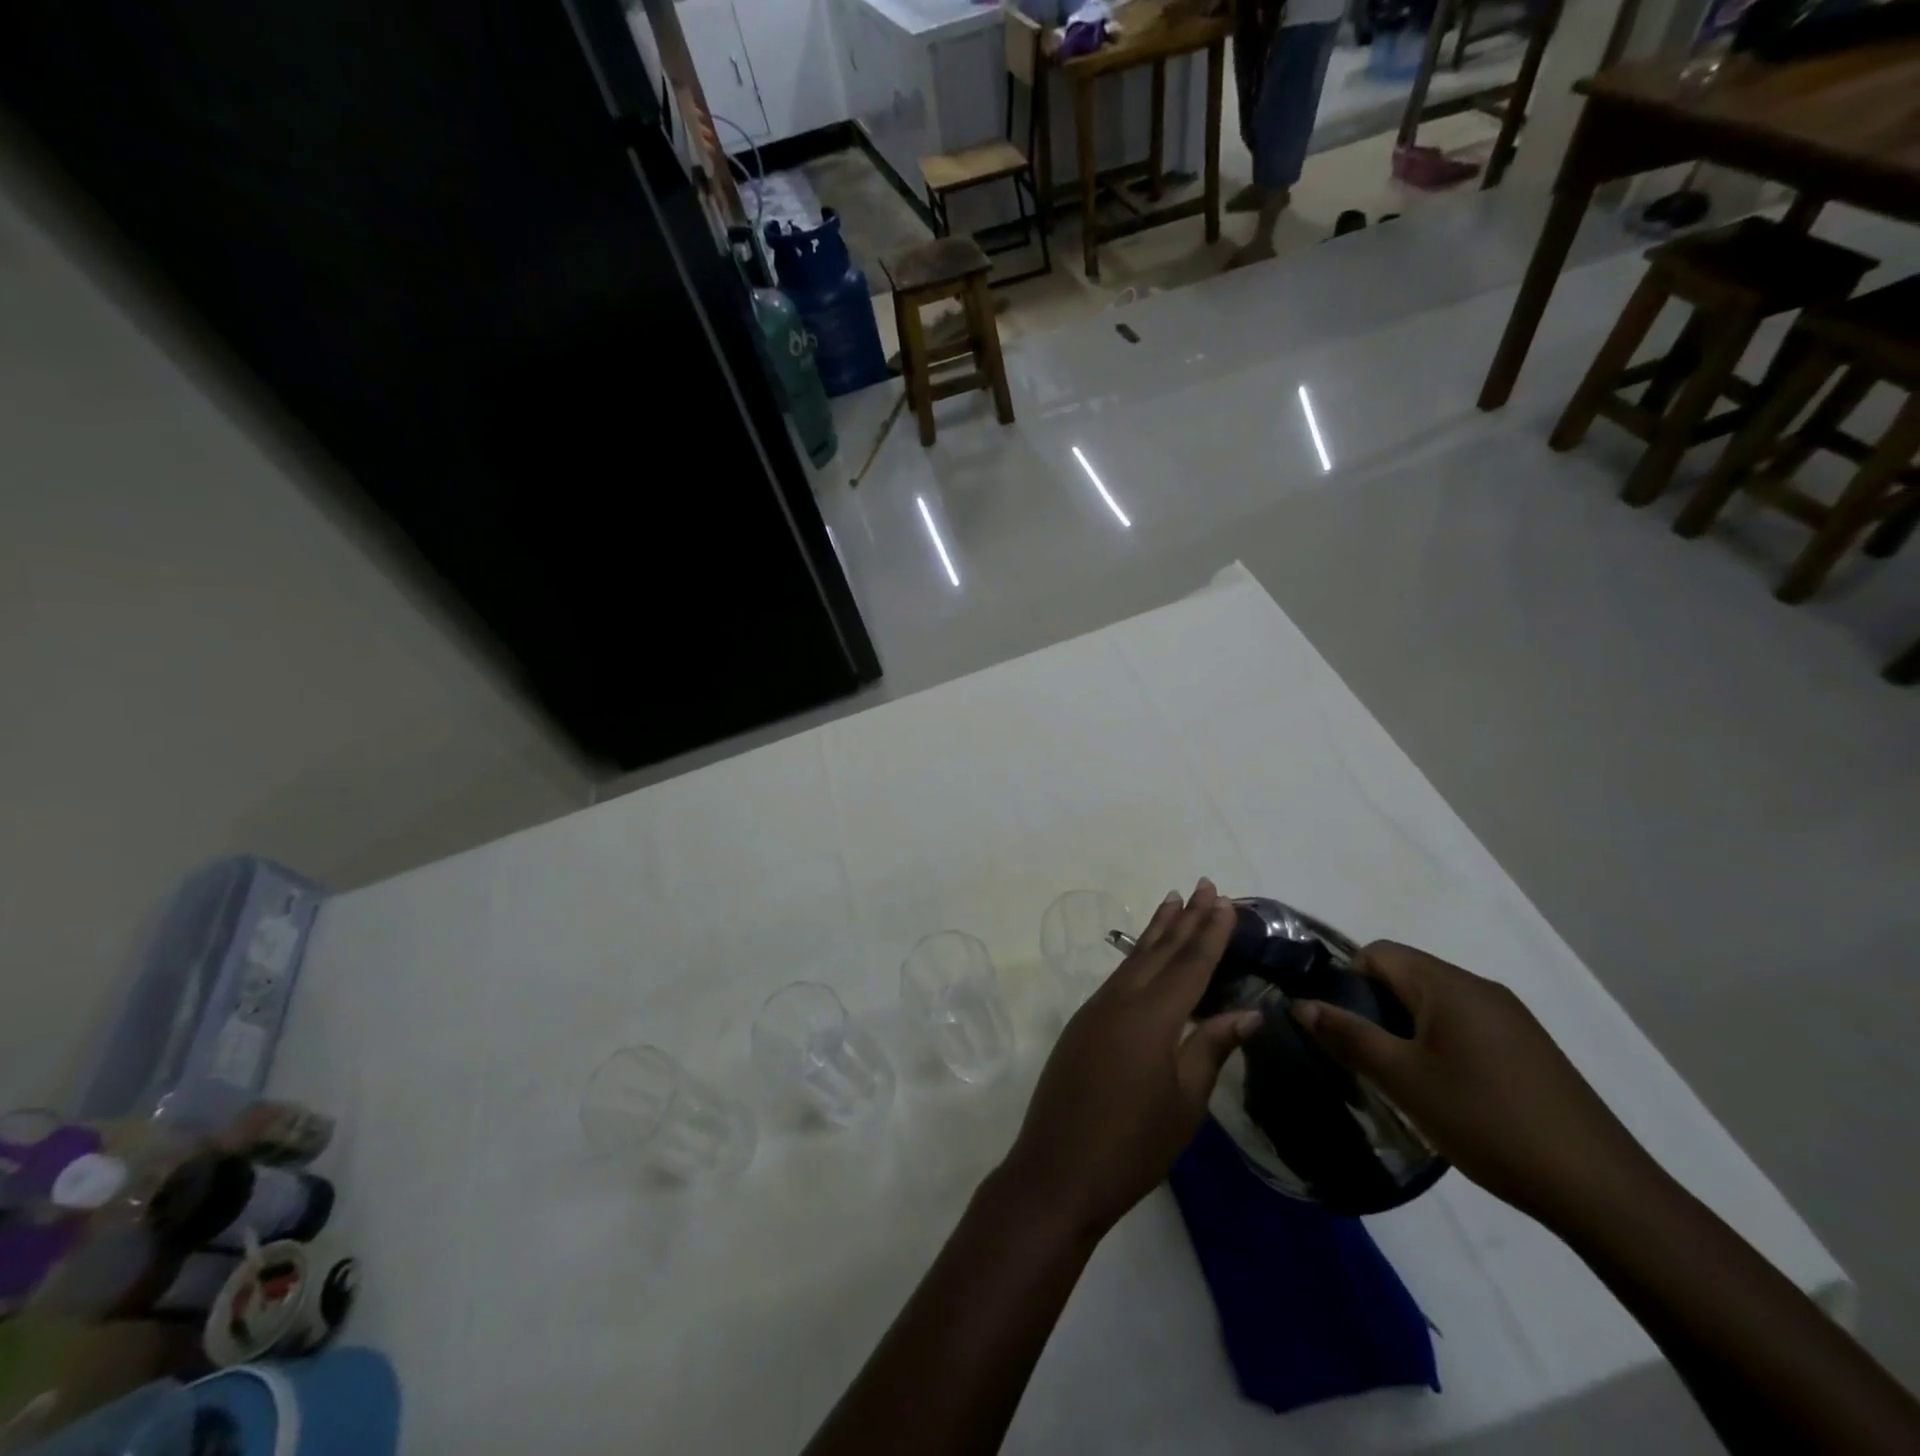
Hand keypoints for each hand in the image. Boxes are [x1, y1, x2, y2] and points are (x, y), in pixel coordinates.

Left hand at [998, 880, 1262, 1240]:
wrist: (1058, 1170)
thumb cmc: (1132, 1145)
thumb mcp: (1184, 1103)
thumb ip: (1211, 1049)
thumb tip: (1246, 1012)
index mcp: (1152, 1018)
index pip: (1190, 964)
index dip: (1211, 933)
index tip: (1226, 901)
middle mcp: (1121, 1000)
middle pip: (1160, 950)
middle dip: (1186, 918)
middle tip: (1206, 885)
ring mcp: (1096, 1009)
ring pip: (1134, 958)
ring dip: (1158, 929)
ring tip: (1174, 900)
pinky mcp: (1083, 1022)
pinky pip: (1118, 976)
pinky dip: (1137, 956)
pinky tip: (1146, 953)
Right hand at [1294, 941, 1658, 1228]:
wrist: (1601, 1190)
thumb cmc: (1486, 1121)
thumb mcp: (1402, 1080)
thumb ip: (1347, 1035)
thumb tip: (1301, 1004)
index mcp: (1449, 985)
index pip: (1378, 953)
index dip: (1348, 981)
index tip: (1342, 1027)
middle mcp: (1481, 989)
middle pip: (1407, 975)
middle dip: (1376, 1008)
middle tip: (1366, 1058)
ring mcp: (1512, 1019)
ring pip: (1436, 1004)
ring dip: (1408, 1030)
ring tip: (1402, 1079)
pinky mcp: (1530, 1049)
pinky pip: (1466, 1027)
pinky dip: (1441, 1045)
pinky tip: (1448, 1093)